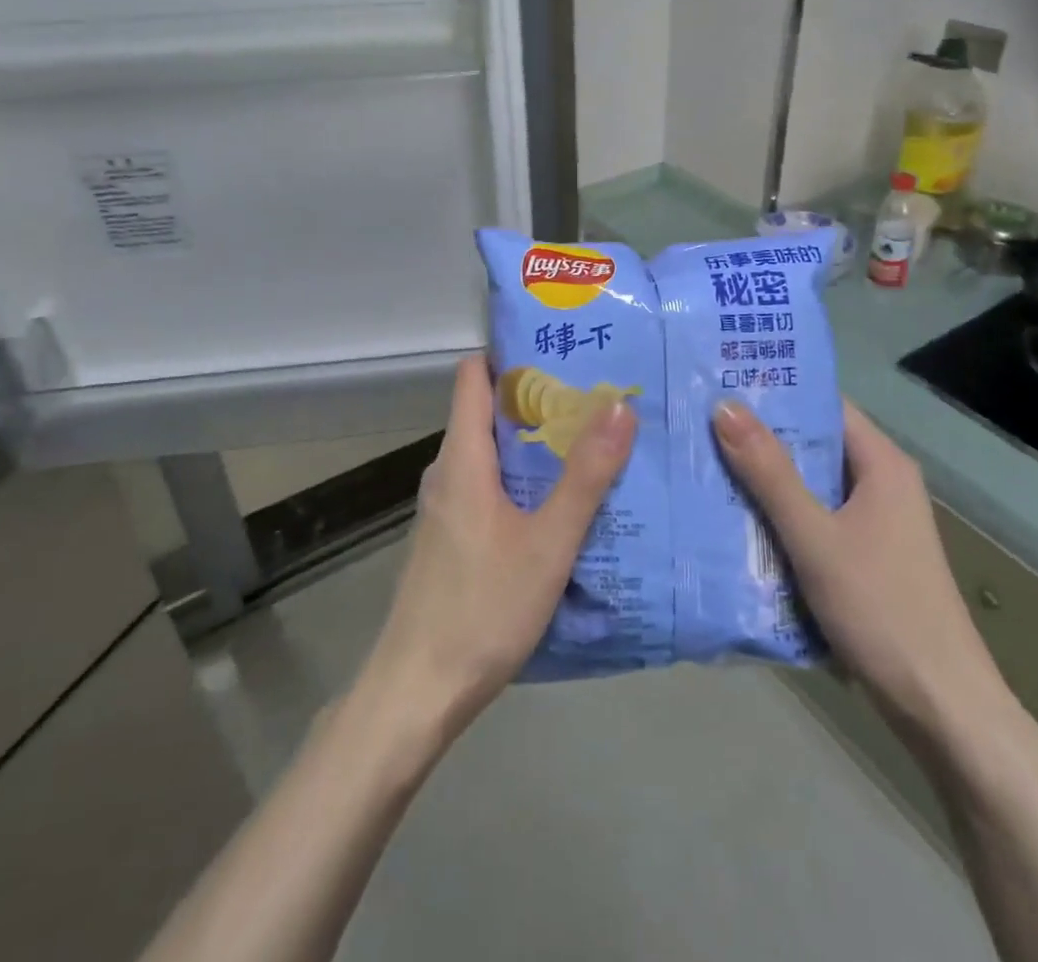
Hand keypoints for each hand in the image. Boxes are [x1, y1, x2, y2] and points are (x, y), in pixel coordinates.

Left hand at [364, 355, 636, 738]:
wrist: (418, 692)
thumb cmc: (483, 607)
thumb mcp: (549, 541)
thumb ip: (586, 475)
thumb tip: (619, 405)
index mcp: (462, 456)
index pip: (474, 375)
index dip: (511, 352)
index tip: (561, 346)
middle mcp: (447, 470)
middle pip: (488, 411)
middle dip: (539, 397)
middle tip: (597, 392)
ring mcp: (446, 506)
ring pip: (492, 452)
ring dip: (536, 442)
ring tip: (591, 438)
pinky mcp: (451, 537)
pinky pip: (489, 486)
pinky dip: (524, 478)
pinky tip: (562, 500)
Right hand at [712, 398, 1018, 749]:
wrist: (942, 709)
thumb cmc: (881, 609)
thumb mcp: (815, 537)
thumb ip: (769, 473)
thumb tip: (725, 405)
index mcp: (881, 464)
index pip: (824, 405)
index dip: (775, 391)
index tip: (720, 383)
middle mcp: (881, 484)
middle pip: (813, 445)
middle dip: (759, 438)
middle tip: (698, 424)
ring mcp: (875, 524)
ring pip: (810, 486)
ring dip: (765, 480)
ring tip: (704, 464)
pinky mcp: (865, 558)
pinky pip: (814, 521)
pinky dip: (779, 517)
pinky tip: (735, 521)